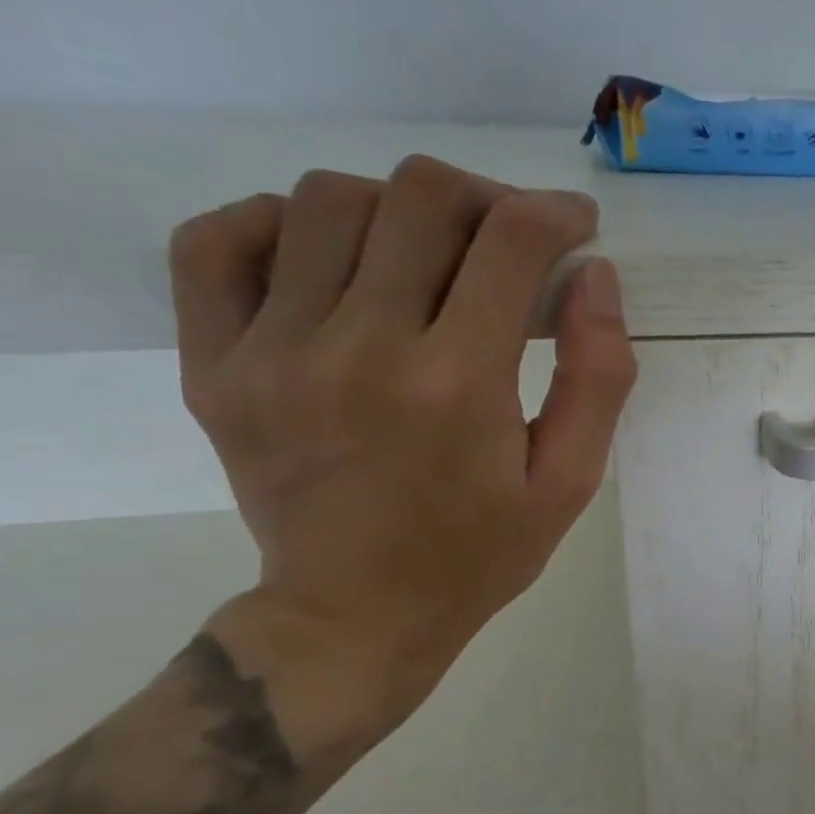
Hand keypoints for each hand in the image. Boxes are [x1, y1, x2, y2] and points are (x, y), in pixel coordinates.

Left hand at [168, 156, 635, 742]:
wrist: (354, 617)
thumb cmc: (480, 554)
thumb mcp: (570, 480)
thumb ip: (598, 377)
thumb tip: (595, 276)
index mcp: (459, 384)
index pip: (513, 241)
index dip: (557, 212)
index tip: (577, 227)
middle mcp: (362, 348)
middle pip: (420, 196)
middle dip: (486, 198)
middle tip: (509, 239)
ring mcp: (273, 352)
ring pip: (328, 200)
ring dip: (398, 208)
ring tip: (429, 255)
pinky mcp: (215, 364)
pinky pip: (218, 241)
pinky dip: (278, 222)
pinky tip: (328, 257)